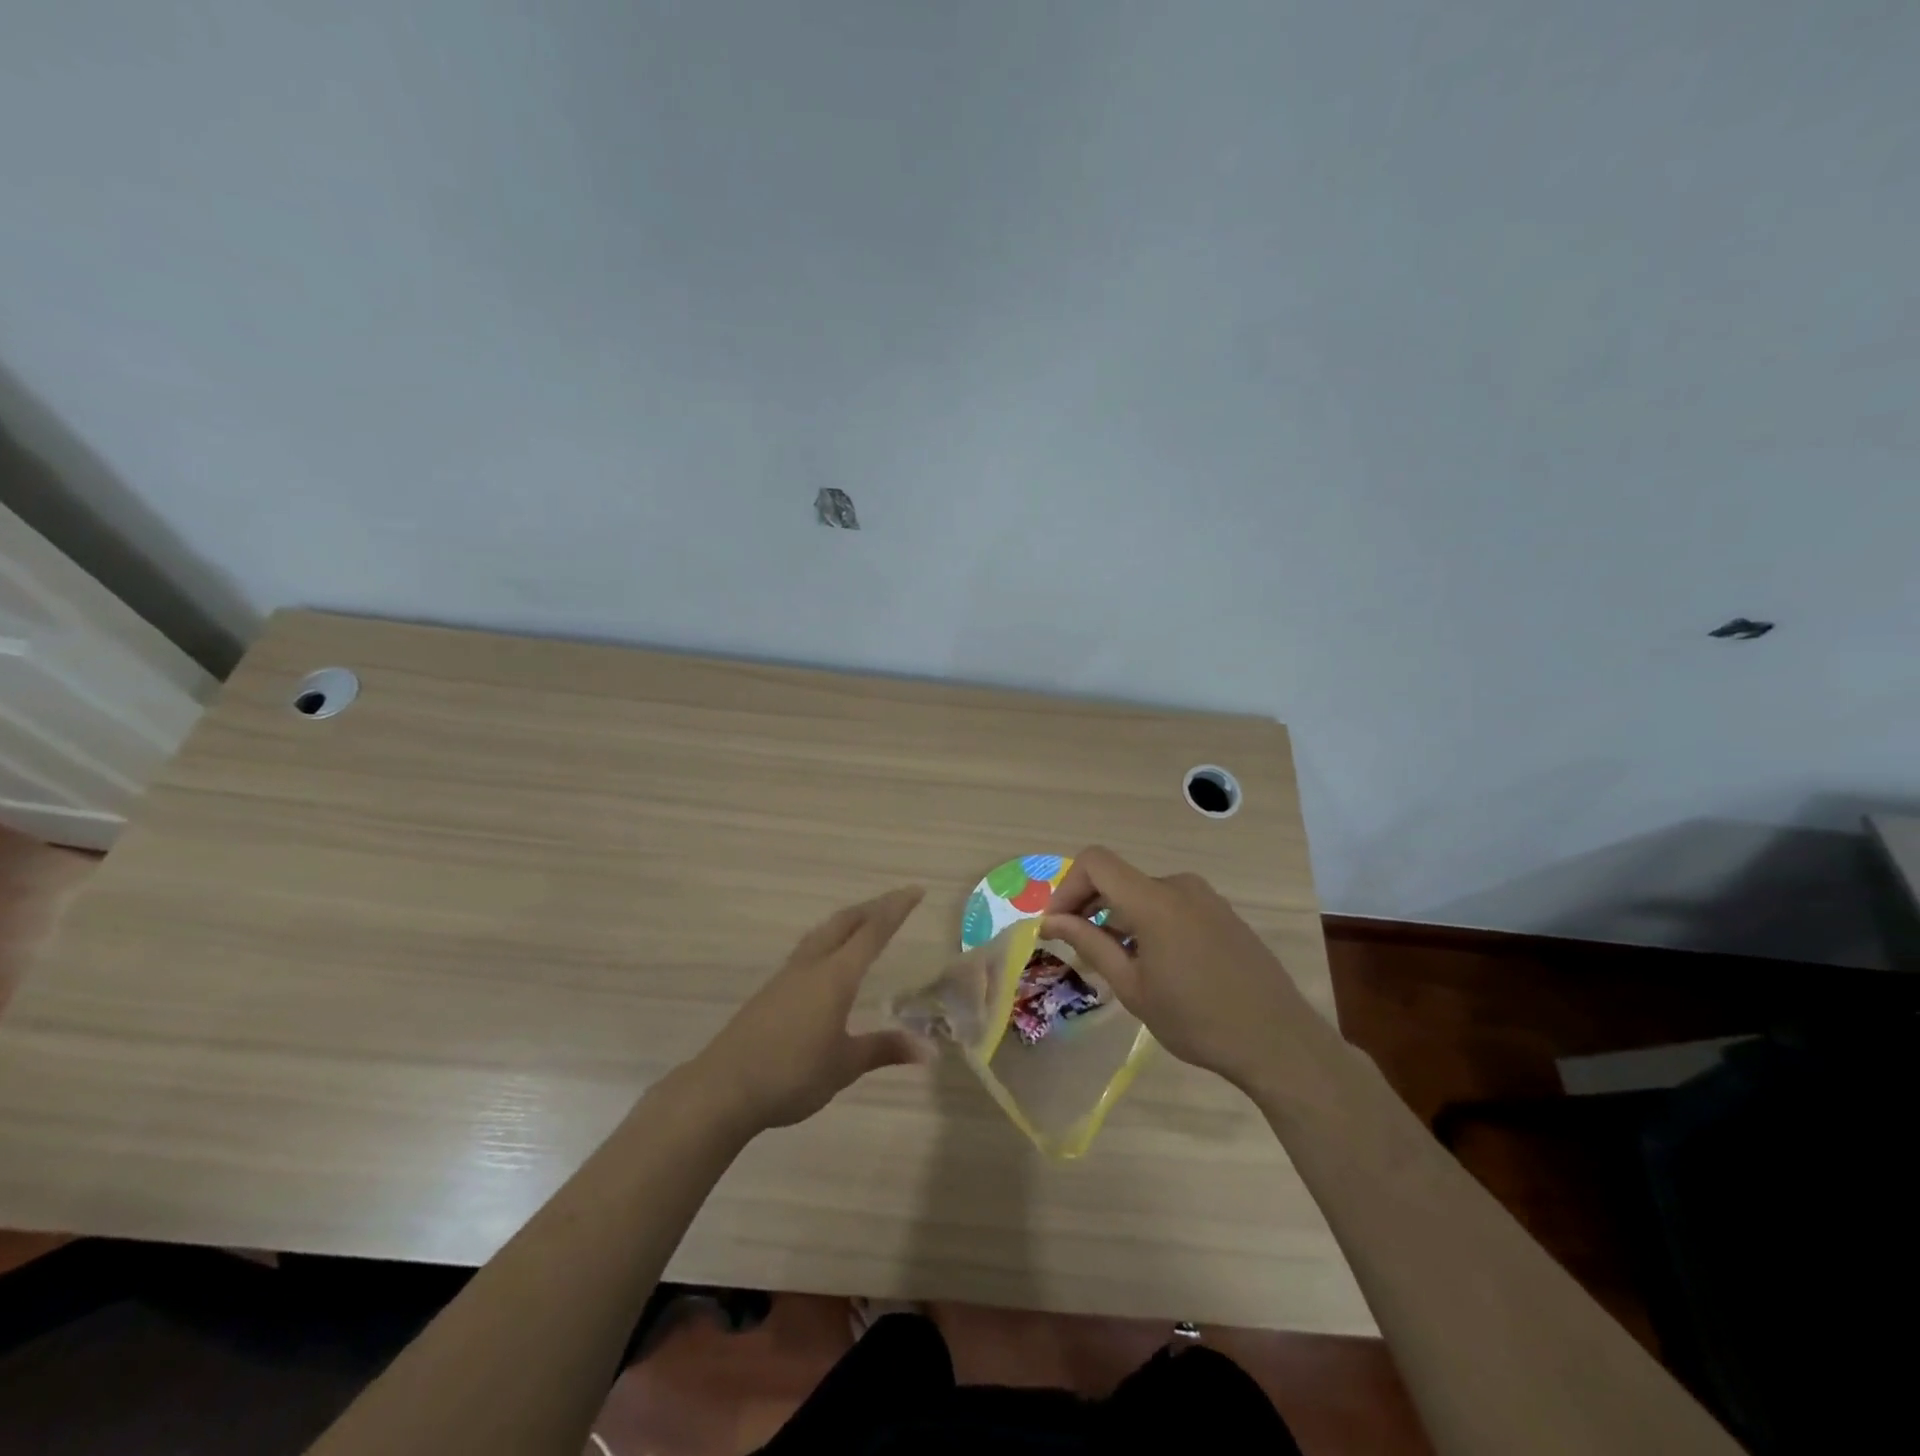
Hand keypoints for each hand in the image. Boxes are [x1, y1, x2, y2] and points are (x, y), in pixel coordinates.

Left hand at [691, 887, 931, 1131]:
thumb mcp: (845, 1065)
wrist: (724, 1088)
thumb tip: (927, 1049)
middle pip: (845, 922)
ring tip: (865, 921)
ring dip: (848, 921)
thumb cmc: (792, 1074)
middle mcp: (812, 965)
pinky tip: (829, 958)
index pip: (872, 932)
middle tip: (897, 901)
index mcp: (835, 976)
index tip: (916, 891)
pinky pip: (809, 949)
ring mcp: (787, 975)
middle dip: (873, 907)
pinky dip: (830, 939)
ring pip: (823, 932)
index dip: (896, 909)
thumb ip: (884, 1050)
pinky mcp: (771, 990)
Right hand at [1041, 847, 1315, 1093]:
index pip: (1095, 862)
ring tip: (1118, 964)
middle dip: (1091, 908)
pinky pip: (1172, 905)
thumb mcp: (1132, 987)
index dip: (1068, 887)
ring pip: (1144, 894)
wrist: (1279, 1042)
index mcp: (1154, 900)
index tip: (1058, 926)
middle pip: (1119, 879)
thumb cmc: (1197, 1020)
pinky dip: (1149, 923)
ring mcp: (1206, 898)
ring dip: (1120, 918)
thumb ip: (1090, 944)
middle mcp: (1180, 886)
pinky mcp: (1223, 914)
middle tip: (1080, 951)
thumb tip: (1051, 921)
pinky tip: (1157, 965)